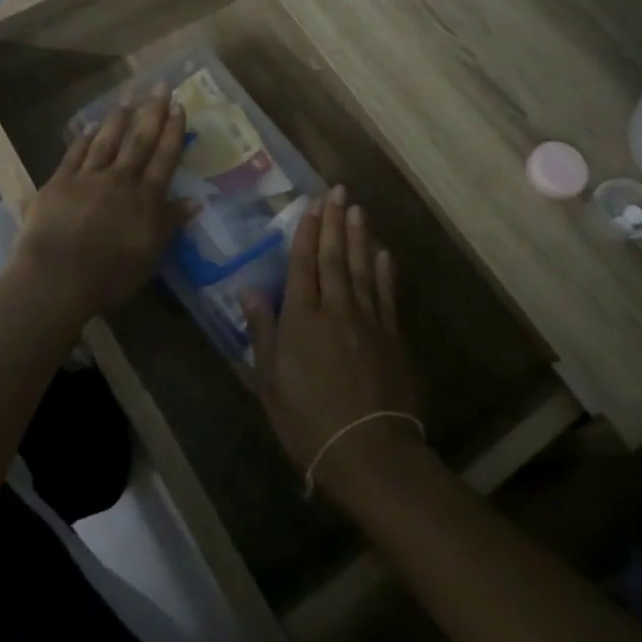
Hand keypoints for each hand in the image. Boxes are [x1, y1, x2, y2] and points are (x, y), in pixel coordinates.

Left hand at [8, 88, 193, 329]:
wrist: (57, 278)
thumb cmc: (111, 275)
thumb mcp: (151, 255)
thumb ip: (171, 223)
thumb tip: (196, 201)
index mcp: (145, 197)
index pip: (164, 157)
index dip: (173, 131)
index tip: (180, 106)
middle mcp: (120, 179)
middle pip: (139, 140)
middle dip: (152, 112)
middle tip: (161, 85)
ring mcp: (87, 178)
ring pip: (107, 140)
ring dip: (119, 117)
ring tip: (129, 95)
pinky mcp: (59, 183)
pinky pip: (75, 154)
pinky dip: (84, 138)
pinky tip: (90, 126)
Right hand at [242, 186, 422, 499]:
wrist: (368, 451)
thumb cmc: (307, 420)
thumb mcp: (269, 381)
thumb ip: (261, 331)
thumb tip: (249, 289)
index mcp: (301, 318)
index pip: (302, 264)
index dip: (307, 232)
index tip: (311, 204)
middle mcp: (335, 309)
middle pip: (334, 257)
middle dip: (334, 222)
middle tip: (337, 190)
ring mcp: (368, 321)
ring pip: (361, 269)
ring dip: (359, 237)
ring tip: (358, 209)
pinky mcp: (392, 337)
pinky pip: (386, 295)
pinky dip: (384, 272)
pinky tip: (383, 253)